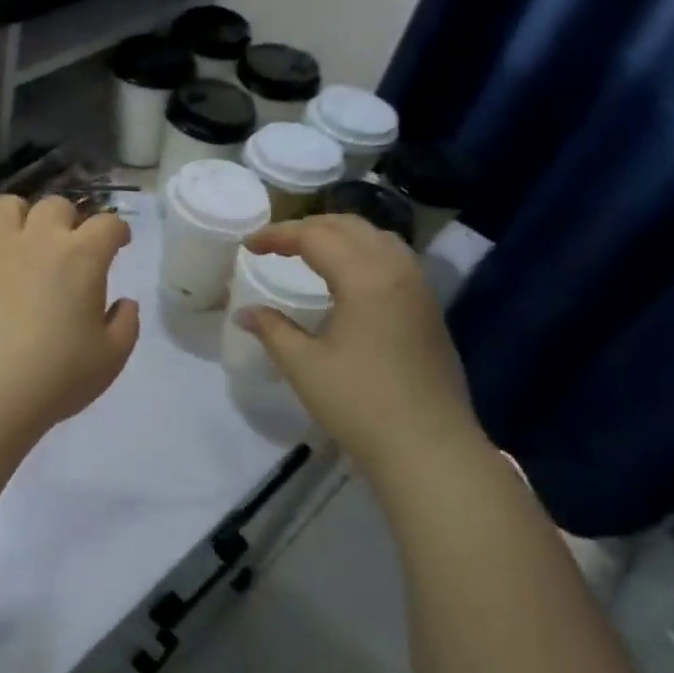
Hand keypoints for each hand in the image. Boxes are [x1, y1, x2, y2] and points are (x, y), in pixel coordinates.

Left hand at [0, 195, 140, 443]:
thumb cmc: (58, 377)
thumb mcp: (111, 358)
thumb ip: (126, 324)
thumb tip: (124, 303)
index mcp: (82, 257)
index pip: (108, 224)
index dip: (118, 231)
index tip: (119, 245)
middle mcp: (38, 240)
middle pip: (56, 205)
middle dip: (68, 221)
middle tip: (68, 249)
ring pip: (6, 205)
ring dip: (18, 217)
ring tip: (20, 242)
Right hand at [237, 216, 482, 472]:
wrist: (428, 446)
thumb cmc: (359, 404)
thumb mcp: (304, 366)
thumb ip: (272, 330)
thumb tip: (245, 313)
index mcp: (365, 277)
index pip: (315, 236)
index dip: (278, 235)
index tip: (248, 246)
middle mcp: (397, 270)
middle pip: (350, 226)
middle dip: (308, 227)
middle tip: (275, 244)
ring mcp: (419, 288)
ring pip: (378, 238)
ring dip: (339, 235)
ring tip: (308, 252)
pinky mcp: (428, 308)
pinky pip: (394, 259)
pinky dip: (363, 252)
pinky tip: (347, 277)